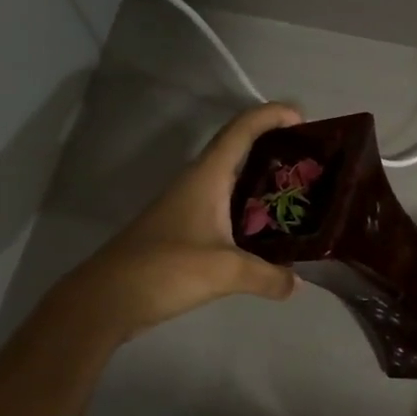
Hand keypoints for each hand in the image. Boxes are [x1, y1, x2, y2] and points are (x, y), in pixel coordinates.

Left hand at [72, 102, 304, 342]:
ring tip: (299, 194)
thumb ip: (268, 276)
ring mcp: (189, 206)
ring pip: (234, 181)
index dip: (272, 116)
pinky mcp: (185, 230)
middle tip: (311, 163)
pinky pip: (227, 208)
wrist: (106, 299)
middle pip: (240, 150)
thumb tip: (297, 283)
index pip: (242, 130)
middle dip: (276, 148)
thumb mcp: (225, 272)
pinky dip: (252, 210)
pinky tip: (270, 232)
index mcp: (206, 177)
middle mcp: (198, 183)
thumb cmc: (164, 269)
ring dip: (264, 181)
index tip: (303, 119)